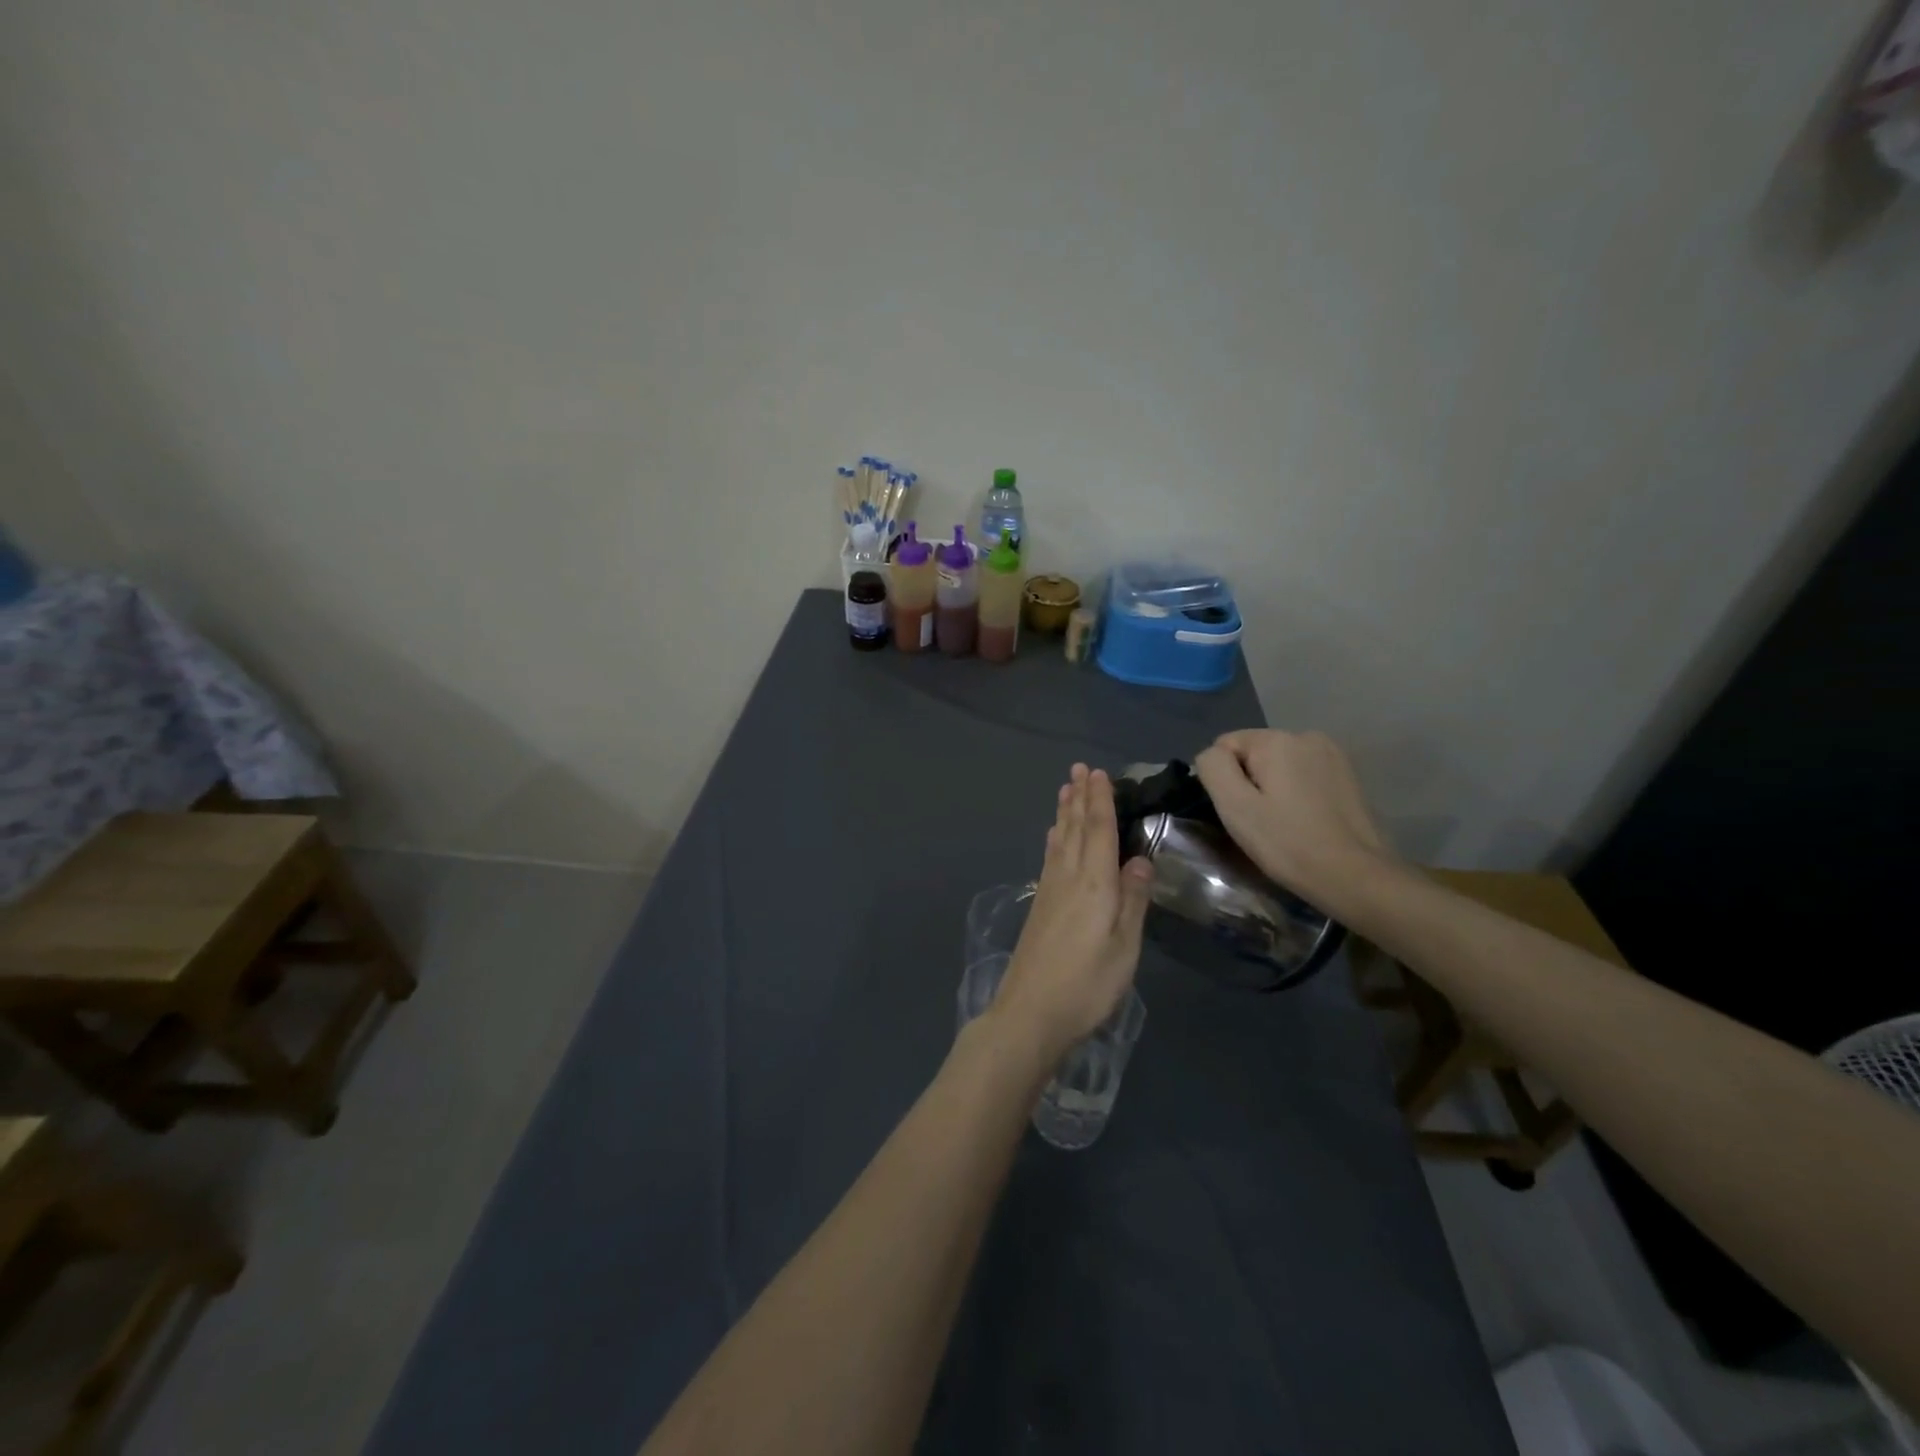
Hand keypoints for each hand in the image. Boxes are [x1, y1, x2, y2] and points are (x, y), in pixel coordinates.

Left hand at [991, 765, 1154, 1060]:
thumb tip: (1140, 859)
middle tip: (1079, 768)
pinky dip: (1053, 839)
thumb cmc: (1087, 984)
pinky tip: (1053, 836)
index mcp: (1094, 884)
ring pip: (1059, 840)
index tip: (1098, 773)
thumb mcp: (1124, 947)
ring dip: (1064, 812)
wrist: (1031, 1012)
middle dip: (1079, 797)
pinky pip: (1049, 858)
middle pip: (1074, 829)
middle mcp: (1068, 878)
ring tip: (1066, 788)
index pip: (1098, 831)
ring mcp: (1049, 891)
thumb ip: (1133, 900)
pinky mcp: (1040, 907)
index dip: (1099, 801)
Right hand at [1194, 730, 1390, 909]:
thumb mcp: (1235, 806)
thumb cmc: (1288, 843)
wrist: (1356, 876)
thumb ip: (1213, 768)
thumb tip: (1212, 755)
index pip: (1225, 745)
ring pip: (1279, 765)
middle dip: (1249, 782)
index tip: (1240, 812)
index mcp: (1276, 739)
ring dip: (1273, 787)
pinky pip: (1304, 775)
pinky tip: (1306, 820)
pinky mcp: (1348, 774)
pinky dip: (1297, 793)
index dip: (1223, 780)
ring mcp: (1332, 754)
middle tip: (1260, 822)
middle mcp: (1306, 735)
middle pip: (1254, 753)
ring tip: (1284, 823)